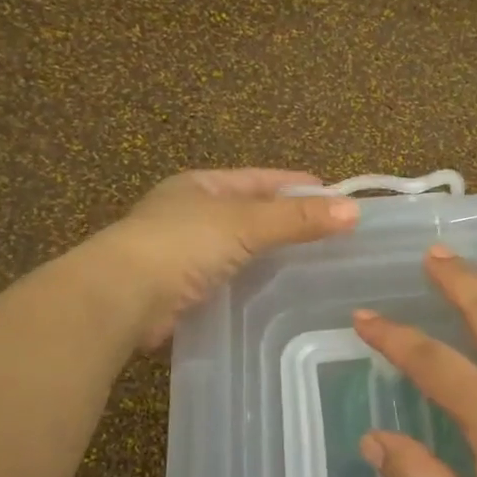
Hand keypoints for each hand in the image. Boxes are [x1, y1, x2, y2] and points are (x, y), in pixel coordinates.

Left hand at [96, 169, 358, 348]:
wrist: (122, 297)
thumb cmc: (182, 244)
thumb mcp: (246, 223)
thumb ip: (297, 218)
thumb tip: (354, 210)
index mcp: (202, 184)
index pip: (260, 179)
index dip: (297, 184)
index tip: (336, 196)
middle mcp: (190, 213)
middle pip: (251, 213)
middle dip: (287, 221)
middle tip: (332, 234)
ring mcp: (182, 252)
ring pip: (239, 248)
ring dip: (269, 255)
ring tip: (313, 266)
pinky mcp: (180, 289)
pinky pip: (227, 279)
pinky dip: (251, 283)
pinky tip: (276, 294)